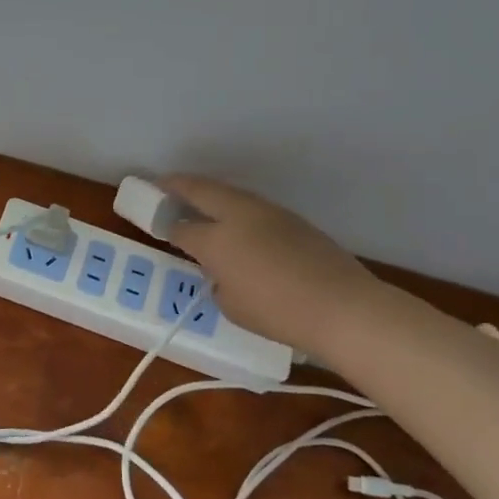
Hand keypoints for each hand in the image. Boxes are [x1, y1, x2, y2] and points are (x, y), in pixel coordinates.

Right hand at [160, 175, 385, 359]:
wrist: (342, 307)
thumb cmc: (276, 312)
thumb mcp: (231, 305)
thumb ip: (218, 282)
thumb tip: (222, 271)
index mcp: (216, 239)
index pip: (181, 228)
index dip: (165, 225)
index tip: (156, 223)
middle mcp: (239, 215)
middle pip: (201, 190)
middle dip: (178, 185)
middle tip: (162, 185)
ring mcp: (269, 213)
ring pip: (230, 194)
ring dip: (210, 194)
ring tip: (198, 202)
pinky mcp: (294, 220)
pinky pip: (254, 207)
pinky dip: (236, 209)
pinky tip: (237, 224)